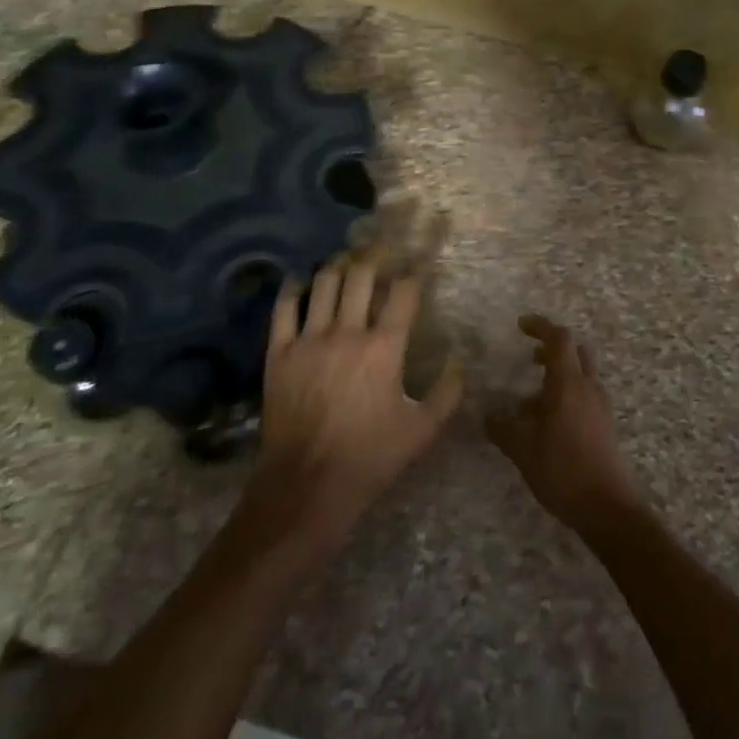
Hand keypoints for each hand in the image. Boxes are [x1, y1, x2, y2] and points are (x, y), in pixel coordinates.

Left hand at [250, 257, 462, 539]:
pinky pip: (284, 307)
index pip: (403, 291)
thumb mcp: (421, 430)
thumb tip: (459, 361)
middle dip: (374, 257)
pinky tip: (302, 282)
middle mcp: (347, 332)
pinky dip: (294, 288)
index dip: (413, 271)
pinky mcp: (279, 353)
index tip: (417, 264)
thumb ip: (447, 393)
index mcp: (384, 348)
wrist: (305, 487)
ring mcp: (309, 340)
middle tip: (381, 251)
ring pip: (324, 283)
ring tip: (346, 262)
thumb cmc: (369, 458)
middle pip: (361, 275)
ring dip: (338, 266)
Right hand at [486, 315, 645, 537]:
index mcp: (569, 383)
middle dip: (551, 349)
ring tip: (529, 402)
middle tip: (529, 358)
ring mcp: (600, 406)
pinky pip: (584, 396)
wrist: (607, 507)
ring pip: (580, 375)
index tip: (520, 325)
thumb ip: (503, 428)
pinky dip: (565, 396)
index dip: (540, 326)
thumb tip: (490, 416)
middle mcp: (588, 387)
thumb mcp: (522, 449)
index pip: (559, 338)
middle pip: (575, 352)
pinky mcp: (604, 425)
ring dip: (557, 376)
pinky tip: (546, 424)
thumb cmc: (563, 469)